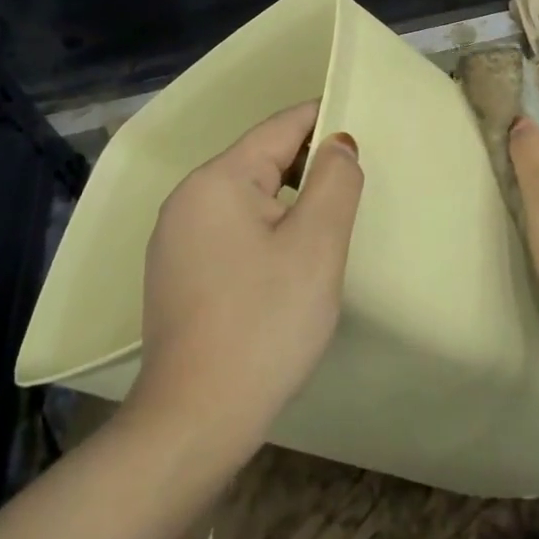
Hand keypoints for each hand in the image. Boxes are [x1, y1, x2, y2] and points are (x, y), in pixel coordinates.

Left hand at [130, 101, 363, 458]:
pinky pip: (229, 228)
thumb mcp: (316, 245)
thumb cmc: (265, 323)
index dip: (324, 119)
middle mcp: (188, 198)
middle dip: (309, 163)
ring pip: (246, 196)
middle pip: (261, 159)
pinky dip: (264, 228)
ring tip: (328, 222)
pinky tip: (286, 260)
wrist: (195, 420)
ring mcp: (175, 237)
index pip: (280, 127)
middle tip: (355, 185)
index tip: (362, 124)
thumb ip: (334, 180)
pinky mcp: (176, 272)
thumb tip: (338, 143)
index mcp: (218, 179)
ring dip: (288, 199)